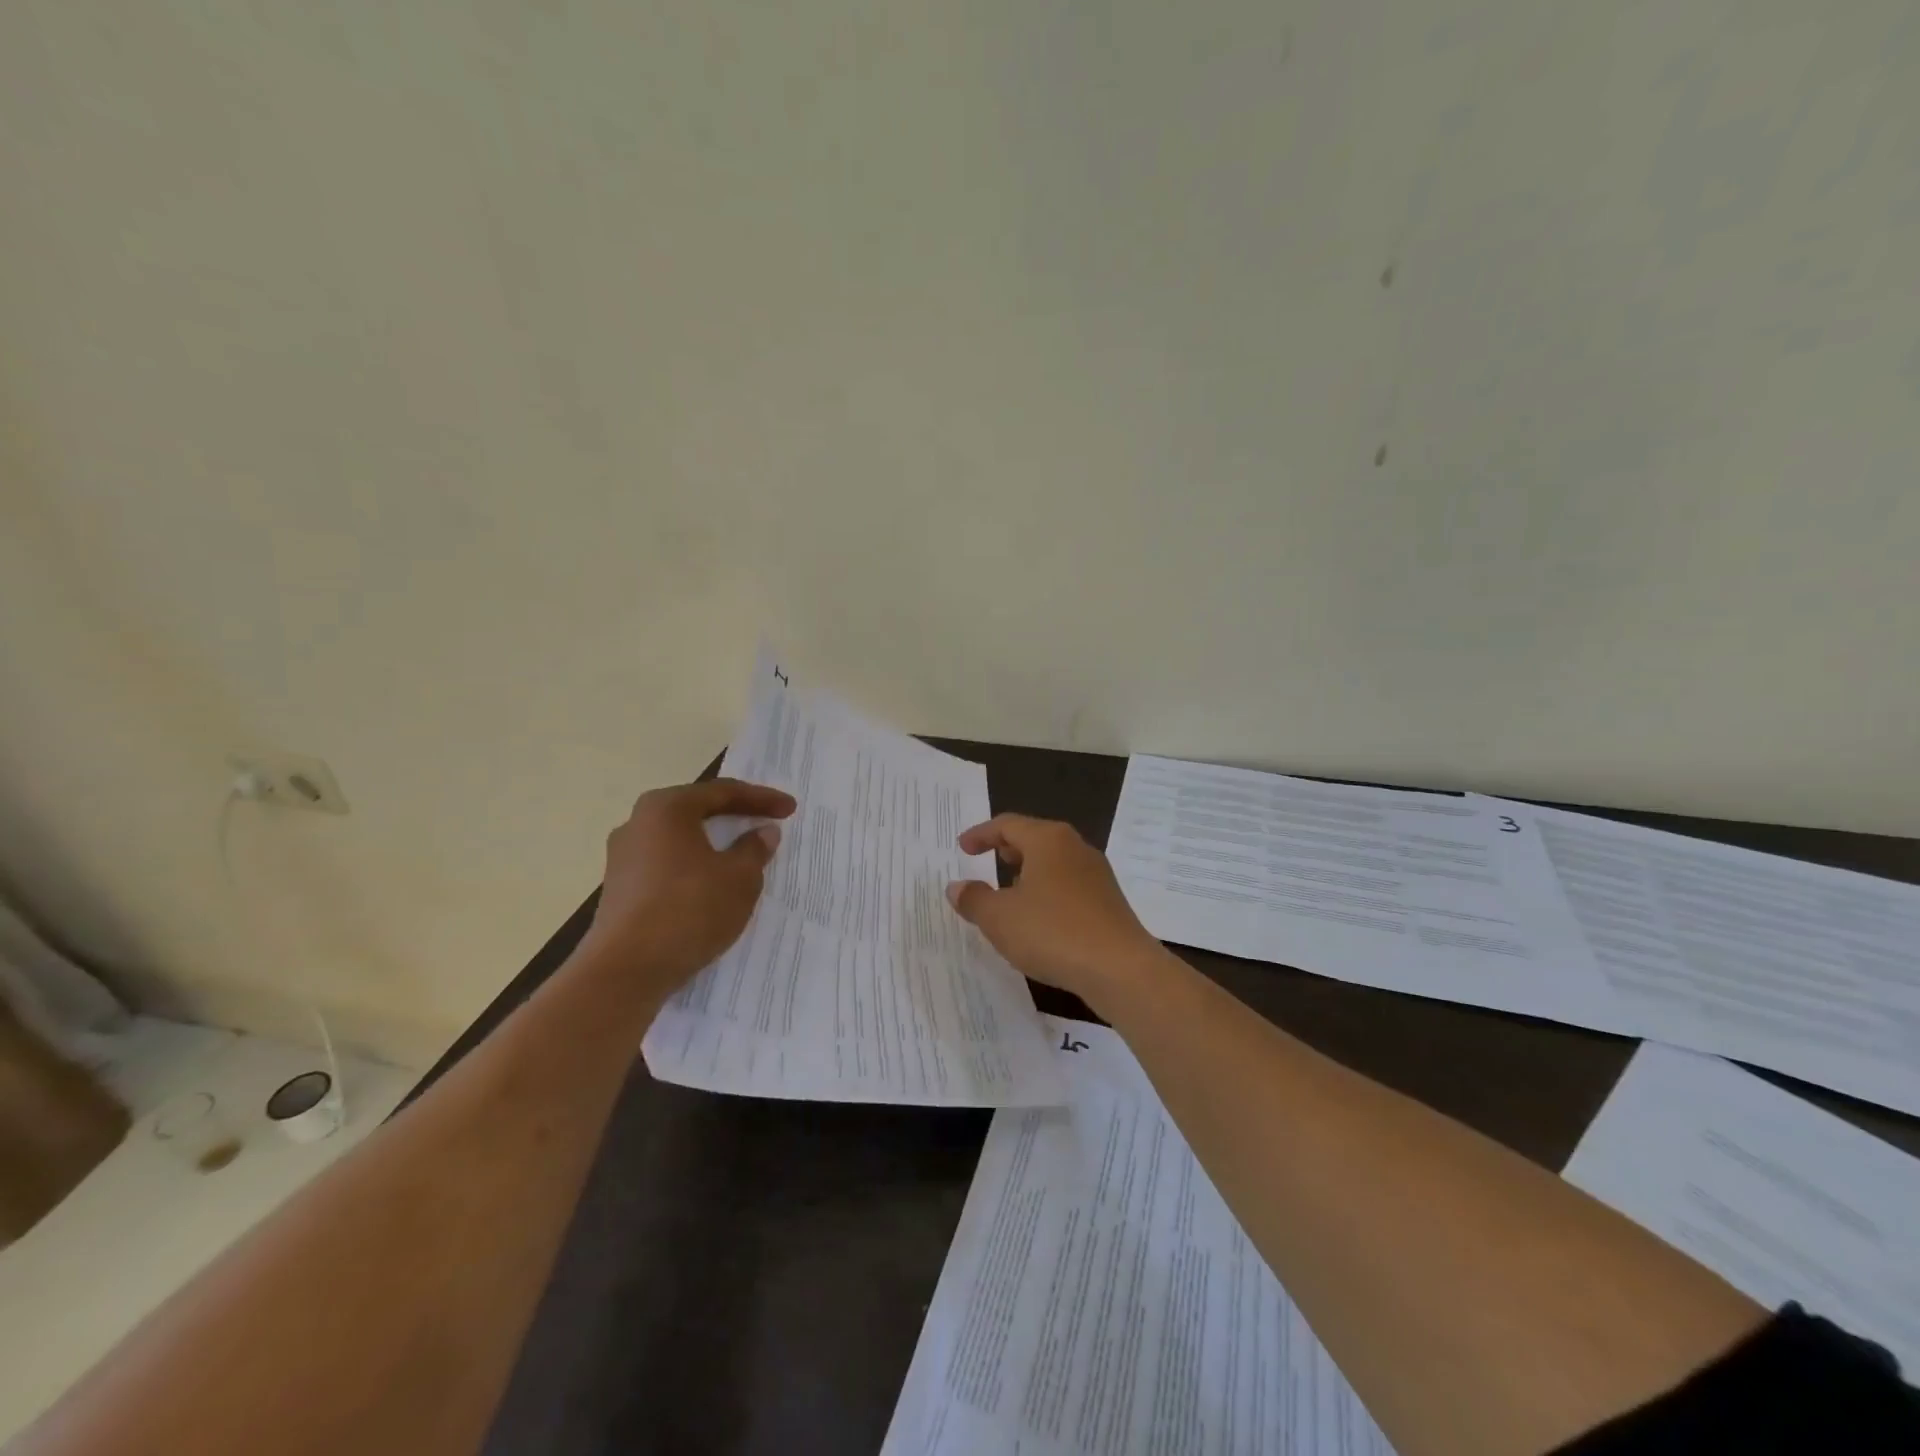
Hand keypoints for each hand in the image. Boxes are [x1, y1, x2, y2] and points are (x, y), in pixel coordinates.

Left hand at [578, 778, 796, 998]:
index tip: (790, 809)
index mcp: (666, 808)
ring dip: (714, 845)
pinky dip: (695, 867)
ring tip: (743, 856)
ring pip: (681, 840)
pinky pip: (667, 865)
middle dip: (735, 817)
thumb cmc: (689, 909)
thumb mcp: (739, 878)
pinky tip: (712, 885)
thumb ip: (755, 849)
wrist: (626, 970)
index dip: (761, 799)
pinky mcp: (620, 889)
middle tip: (767, 823)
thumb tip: (762, 832)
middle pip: (697, 811)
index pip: (723, 792)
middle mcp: (638, 823)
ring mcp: (623, 857)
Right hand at [945, 814, 1159, 1002]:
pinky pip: (1069, 885)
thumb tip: (957, 887)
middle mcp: (1075, 848)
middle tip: (987, 860)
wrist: (1120, 969)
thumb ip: (974, 899)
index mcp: (1048, 840)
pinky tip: (1038, 919)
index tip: (962, 848)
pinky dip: (1047, 891)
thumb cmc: (1053, 932)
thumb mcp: (999, 918)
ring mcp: (1096, 874)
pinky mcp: (1108, 901)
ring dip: (1028, 872)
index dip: (981, 834)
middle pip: (1035, 838)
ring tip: (1009, 893)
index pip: (1007, 824)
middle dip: (1007, 848)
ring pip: (1053, 862)